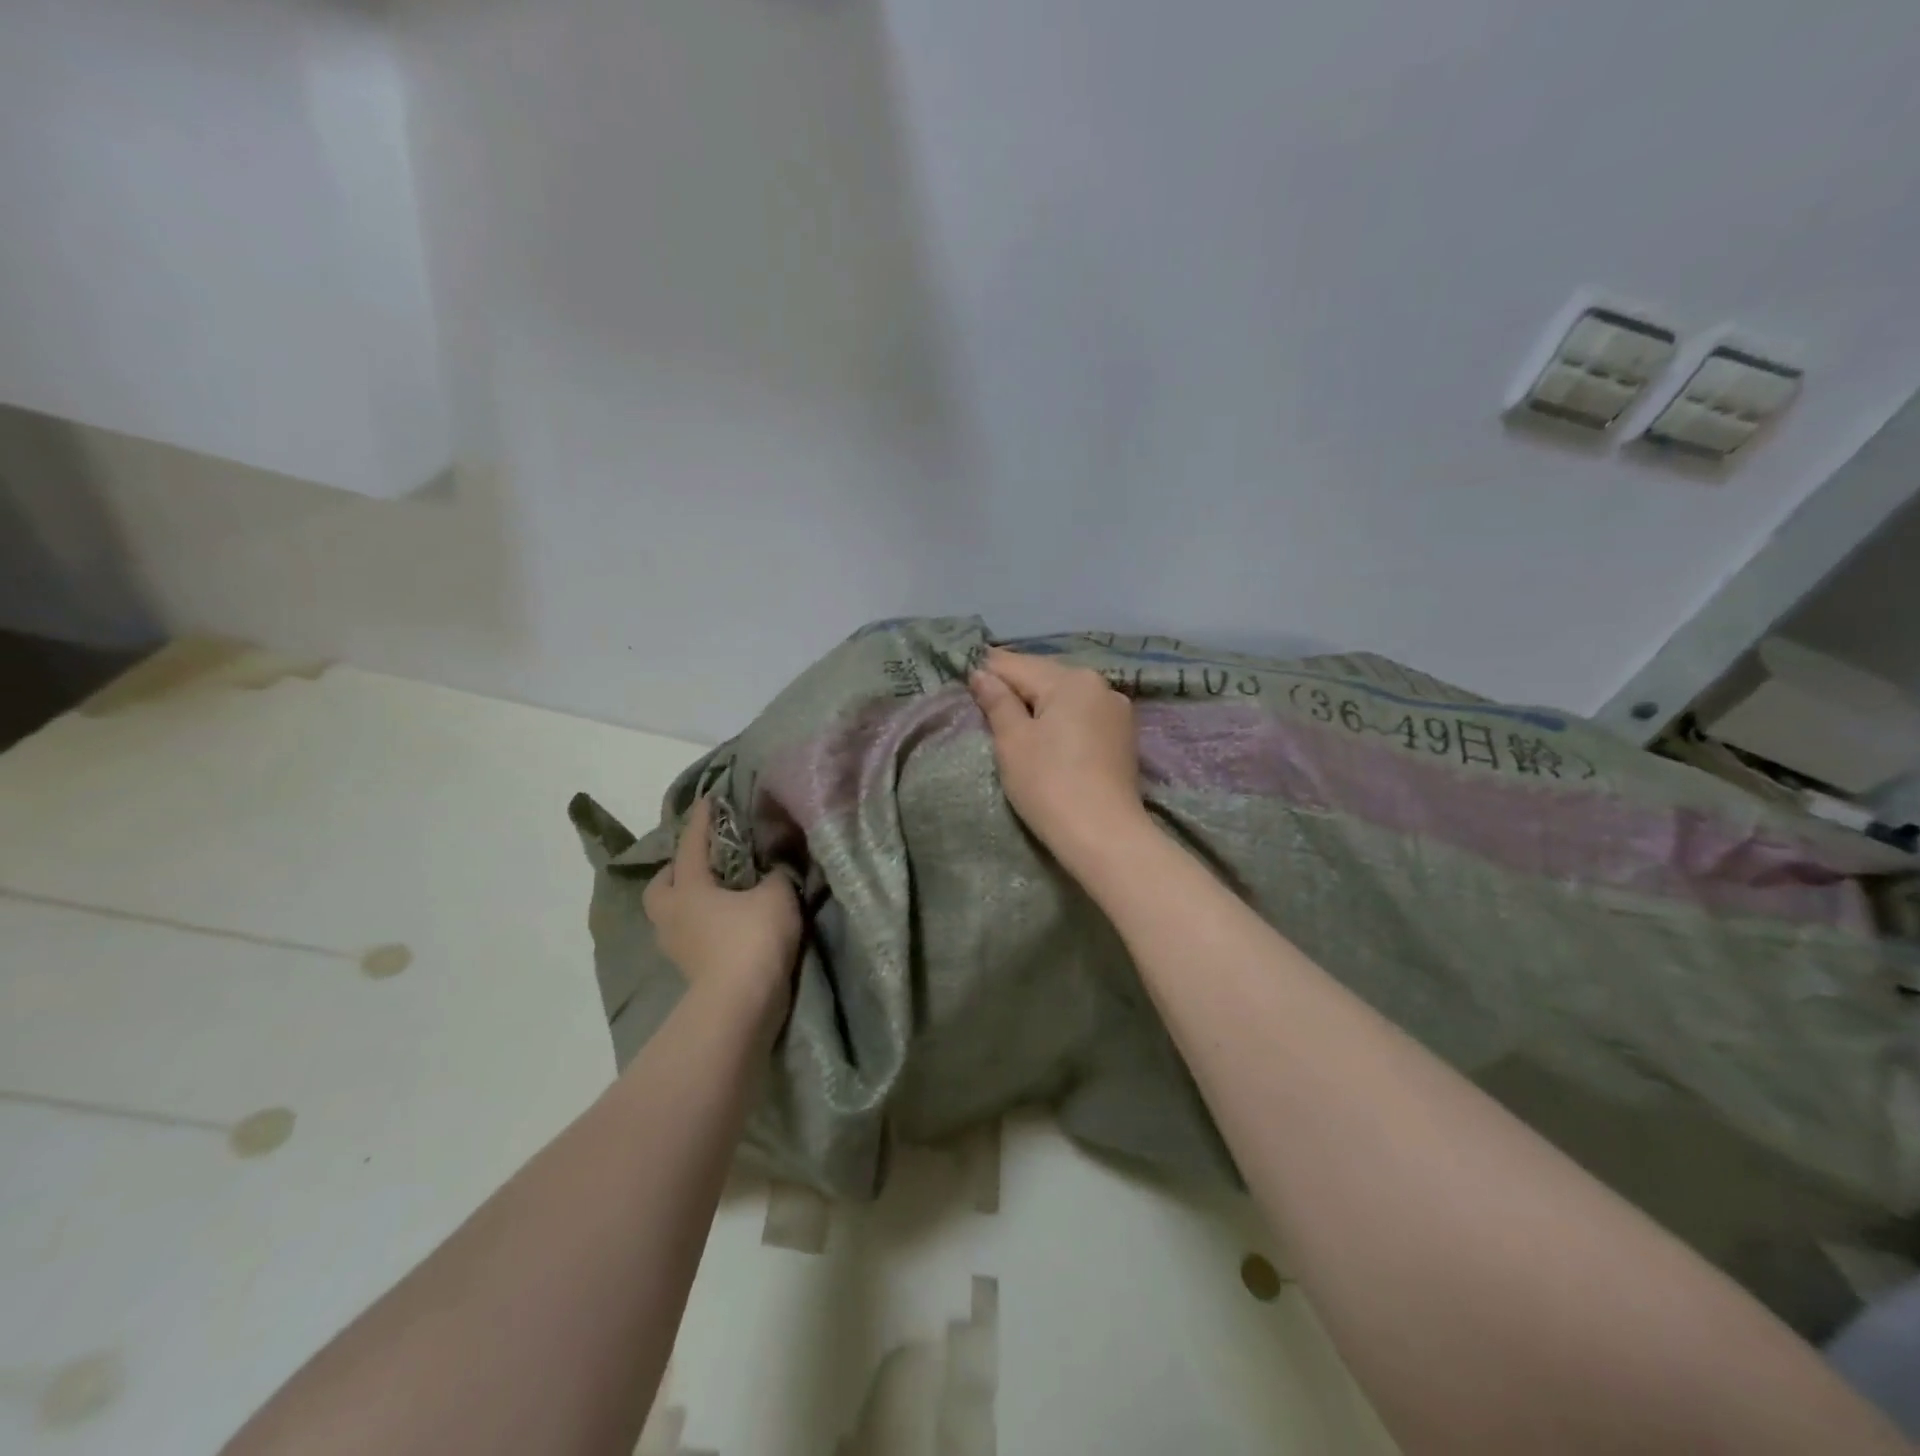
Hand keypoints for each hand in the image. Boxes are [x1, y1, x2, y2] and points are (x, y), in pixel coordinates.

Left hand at [643, 797, 800, 1033]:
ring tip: (715, 894)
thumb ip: (774, 874)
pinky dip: (701, 924)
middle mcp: (673, 914)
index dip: (700, 819)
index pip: (691, 844)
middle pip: (660, 885)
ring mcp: (677, 946)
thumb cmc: (752, 939)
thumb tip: (772, 868)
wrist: (740, 1005)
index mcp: (689, 888)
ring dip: (686, 901)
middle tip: (701, 861)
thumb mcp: (775, 895)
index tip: (707, 799)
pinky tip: (724, 923)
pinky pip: (689, 935)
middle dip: (675, 870)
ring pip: (670, 914)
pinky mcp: (690, 970)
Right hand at [967, 649, 1148, 865]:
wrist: (1103, 836)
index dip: (987, 671)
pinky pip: (1081, 715)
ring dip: (1038, 701)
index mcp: (1071, 679)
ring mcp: (1116, 711)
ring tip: (1010, 716)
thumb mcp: (1013, 741)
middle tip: (982, 697)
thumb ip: (997, 702)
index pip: (1017, 665)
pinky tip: (1045, 731)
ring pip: (1065, 695)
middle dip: (1015, 685)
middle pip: (1044, 675)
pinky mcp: (1122, 736)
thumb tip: (981, 674)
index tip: (964, 679)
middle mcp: (1099, 685)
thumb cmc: (1049, 784)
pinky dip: (1060, 718)